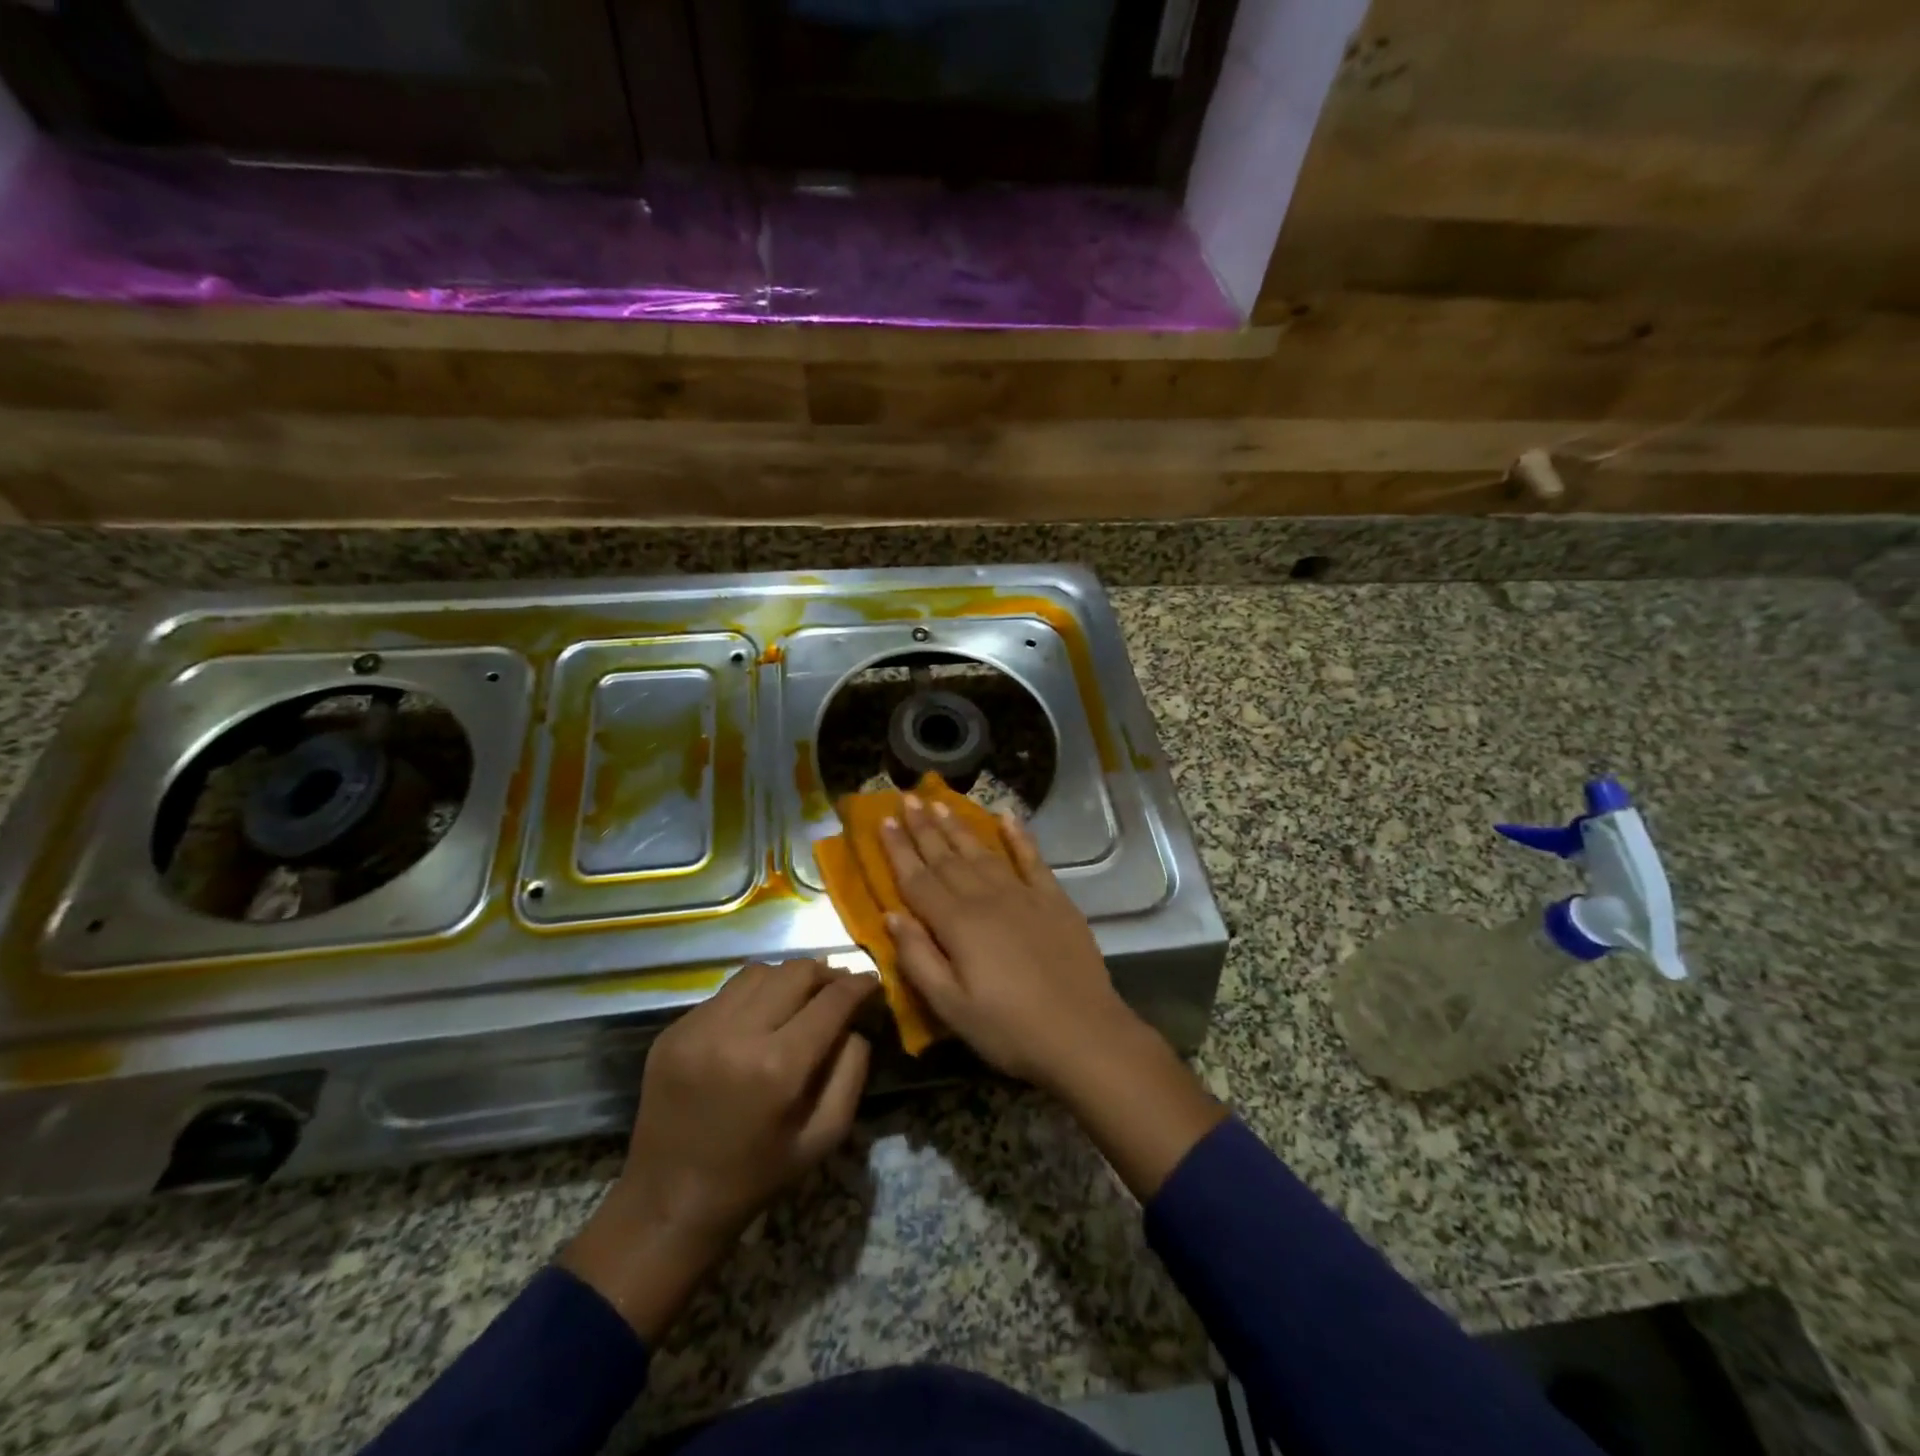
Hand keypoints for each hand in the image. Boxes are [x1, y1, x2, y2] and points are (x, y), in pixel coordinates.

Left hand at [560, 959, 874, 1339]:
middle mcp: (737, 1034)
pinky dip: (751, 997)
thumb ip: (851, 1072)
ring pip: (759, 972)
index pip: (832, 1001)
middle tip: (837, 989)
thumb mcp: (824, 1136)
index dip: (859, 985)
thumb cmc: (756, 1176)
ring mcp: (698, 1028)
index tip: (871, 983)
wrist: (669, 1204)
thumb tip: (854, 1025)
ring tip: (797, 998)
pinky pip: (725, 993)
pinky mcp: (673, 1030)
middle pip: (796, 972)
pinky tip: (756, 1020)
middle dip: (826, 974)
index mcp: (778, 1067)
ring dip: (787, 979)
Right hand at [879, 794, 1133, 1088]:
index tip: (885, 820)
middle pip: (948, 857)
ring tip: (941, 803)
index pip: (918, 879)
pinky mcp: (1054, 900)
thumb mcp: (951, 1007)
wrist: (1083, 1034)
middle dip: (924, 828)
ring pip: (983, 852)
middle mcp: (987, 898)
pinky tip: (1007, 817)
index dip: (899, 850)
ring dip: (960, 827)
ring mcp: (1024, 895)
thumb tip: (891, 915)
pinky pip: (1032, 859)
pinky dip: (1019, 836)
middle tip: (908, 798)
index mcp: (957, 924)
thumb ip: (917, 959)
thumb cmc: (1009, 1029)